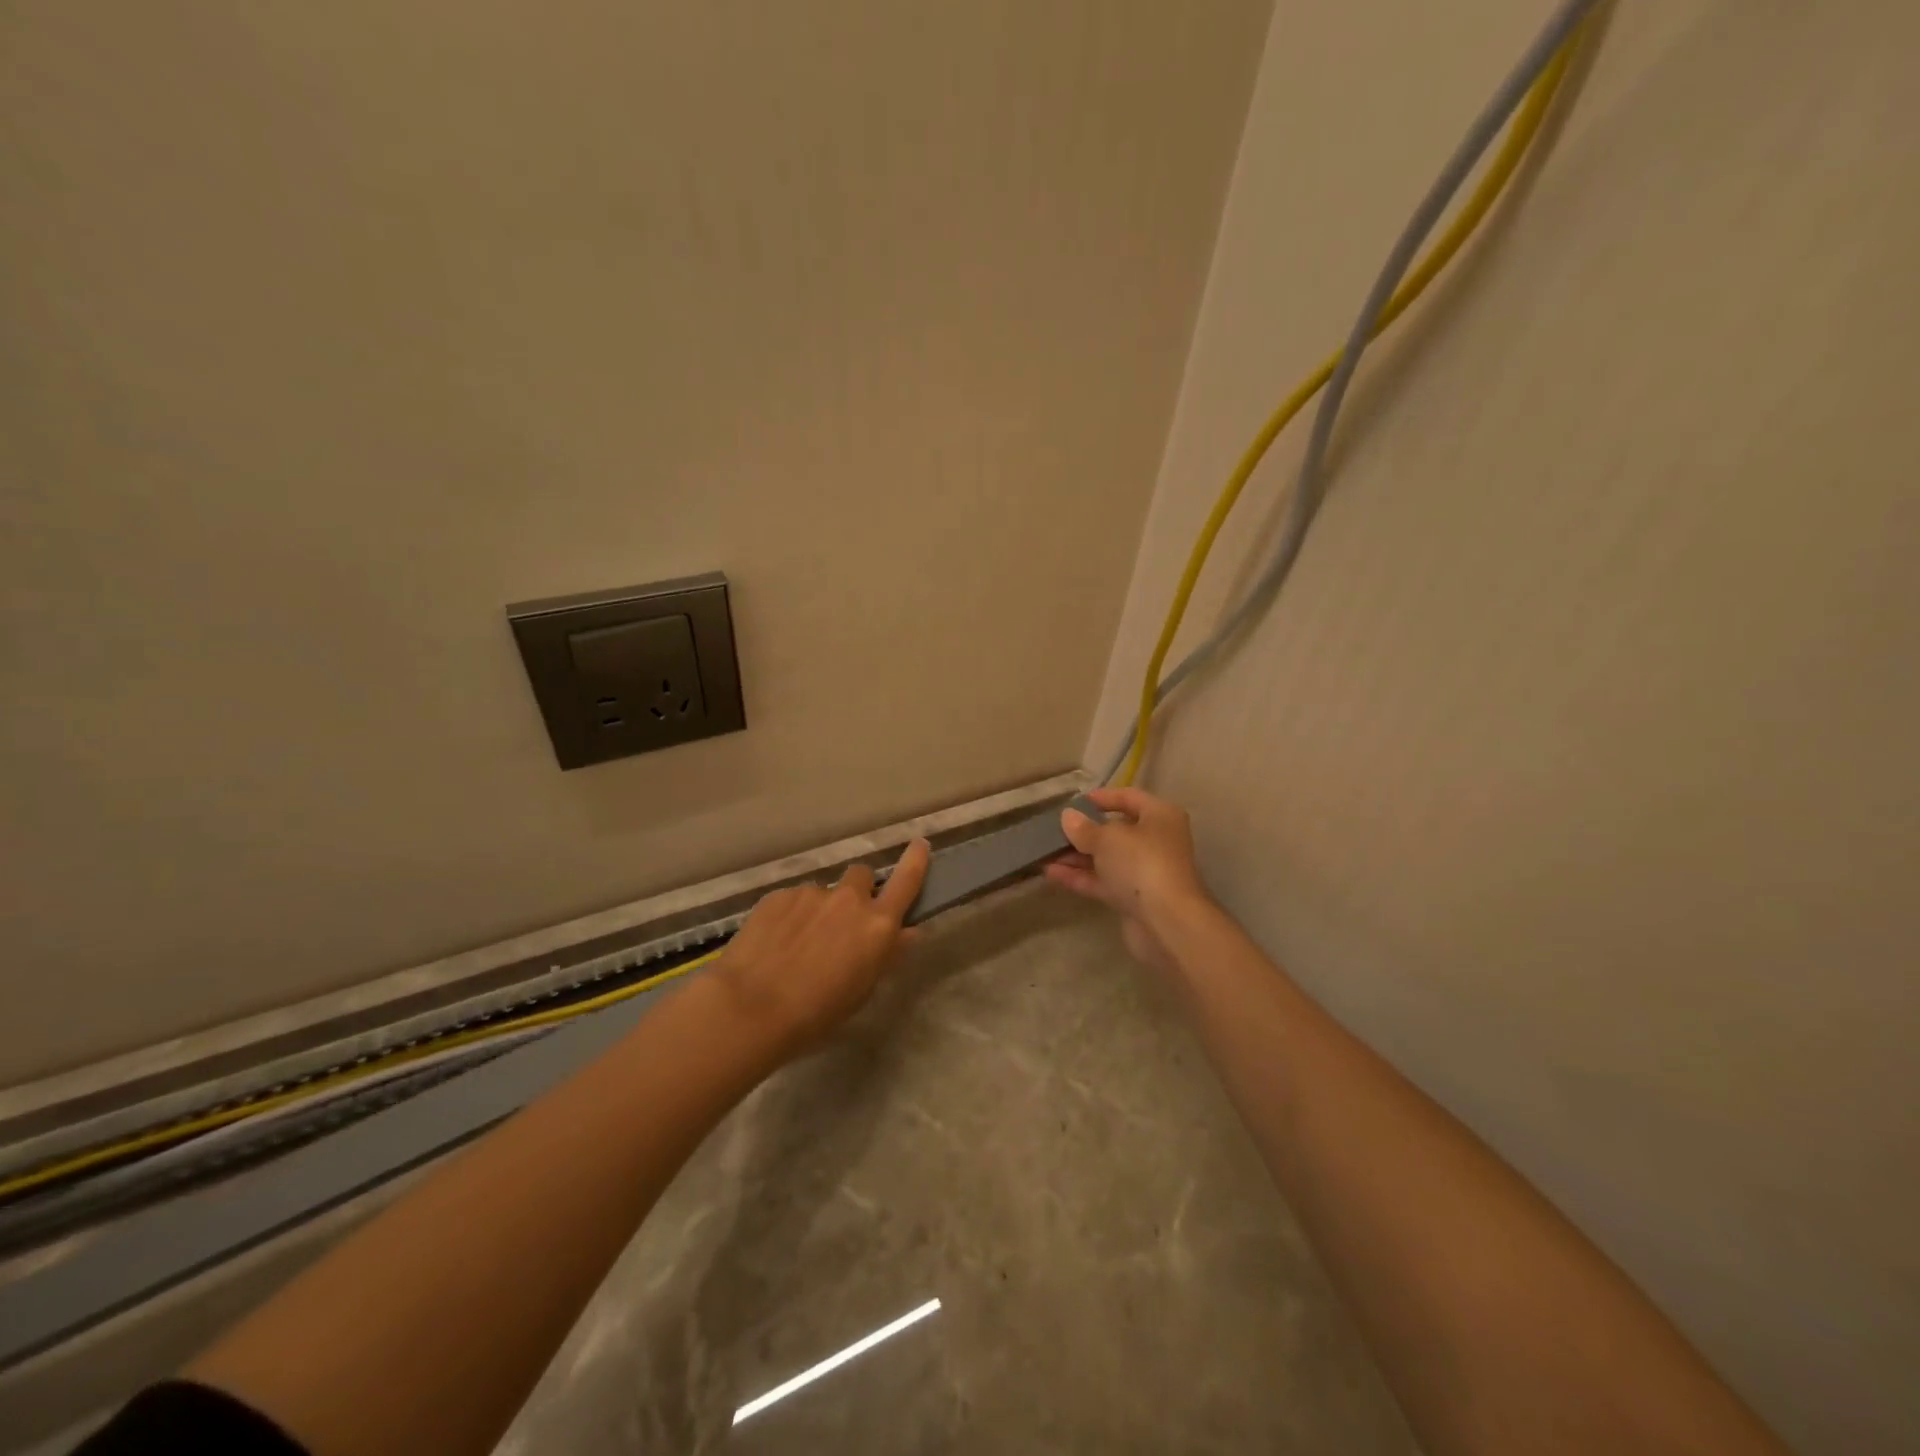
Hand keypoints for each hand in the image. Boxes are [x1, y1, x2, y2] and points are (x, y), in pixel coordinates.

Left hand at [713, 837, 930, 1058]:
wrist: (750, 1007)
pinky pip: (793, 900)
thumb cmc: (816, 1013)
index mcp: (877, 925)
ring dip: (820, 909)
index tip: (920, 844)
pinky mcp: (778, 895)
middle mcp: (849, 900)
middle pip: (862, 876)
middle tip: (842, 921)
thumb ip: (887, 954)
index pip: (906, 881)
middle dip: (858, 891)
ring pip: (824, 892)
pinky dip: (790, 916)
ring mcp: (811, 893)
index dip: (915, 861)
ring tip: (798, 943)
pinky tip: (774, 944)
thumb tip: (908, 932)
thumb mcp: (862, 990)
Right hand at [1044, 787, 1212, 972]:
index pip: (1129, 797)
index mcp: (1160, 816)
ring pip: (1106, 858)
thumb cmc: (1141, 863)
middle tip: (1053, 829)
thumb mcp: (1107, 838)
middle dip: (1083, 831)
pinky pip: (1103, 881)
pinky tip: (1051, 873)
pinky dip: (1080, 876)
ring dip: (1076, 856)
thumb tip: (1068, 817)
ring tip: (1043, 852)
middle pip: (1116, 830)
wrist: (1166, 922)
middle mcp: (1155, 841)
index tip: (1074, 802)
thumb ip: (1084, 828)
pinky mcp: (1133, 898)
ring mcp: (1144, 872)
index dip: (1102, 797)